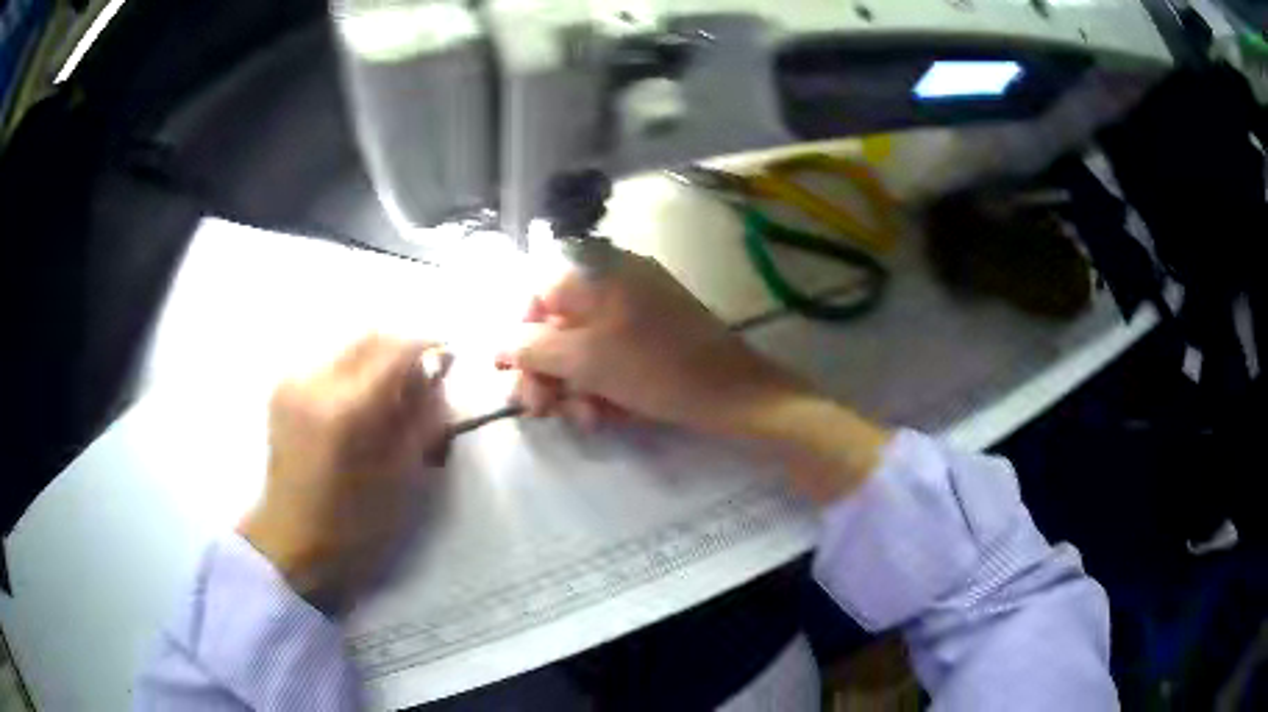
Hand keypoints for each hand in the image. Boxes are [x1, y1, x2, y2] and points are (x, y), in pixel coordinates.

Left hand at [240, 335, 450, 613]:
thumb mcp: (400, 478)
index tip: (449, 358)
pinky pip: (330, 362)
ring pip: (350, 346)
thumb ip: (421, 418)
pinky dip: (355, 371)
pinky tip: (360, 403)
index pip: (395, 352)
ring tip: (391, 394)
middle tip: (423, 378)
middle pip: (370, 338)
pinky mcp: (284, 388)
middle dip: (403, 350)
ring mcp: (293, 382)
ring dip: (378, 360)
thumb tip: (436, 374)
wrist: (290, 538)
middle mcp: (314, 383)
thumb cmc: (352, 524)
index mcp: (345, 412)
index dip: (428, 348)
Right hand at [503, 247, 889, 502]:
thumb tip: (497, 342)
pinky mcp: (652, 339)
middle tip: (540, 409)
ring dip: (572, 386)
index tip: (508, 371)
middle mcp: (615, 282)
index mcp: (599, 272)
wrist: (735, 394)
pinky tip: (605, 415)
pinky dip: (602, 385)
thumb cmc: (657, 369)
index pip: (537, 289)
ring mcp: (637, 310)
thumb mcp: (586, 360)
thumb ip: (533, 348)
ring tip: (582, 419)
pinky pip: (612, 356)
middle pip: (558, 322)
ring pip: (584, 345)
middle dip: (544, 369)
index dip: (517, 330)